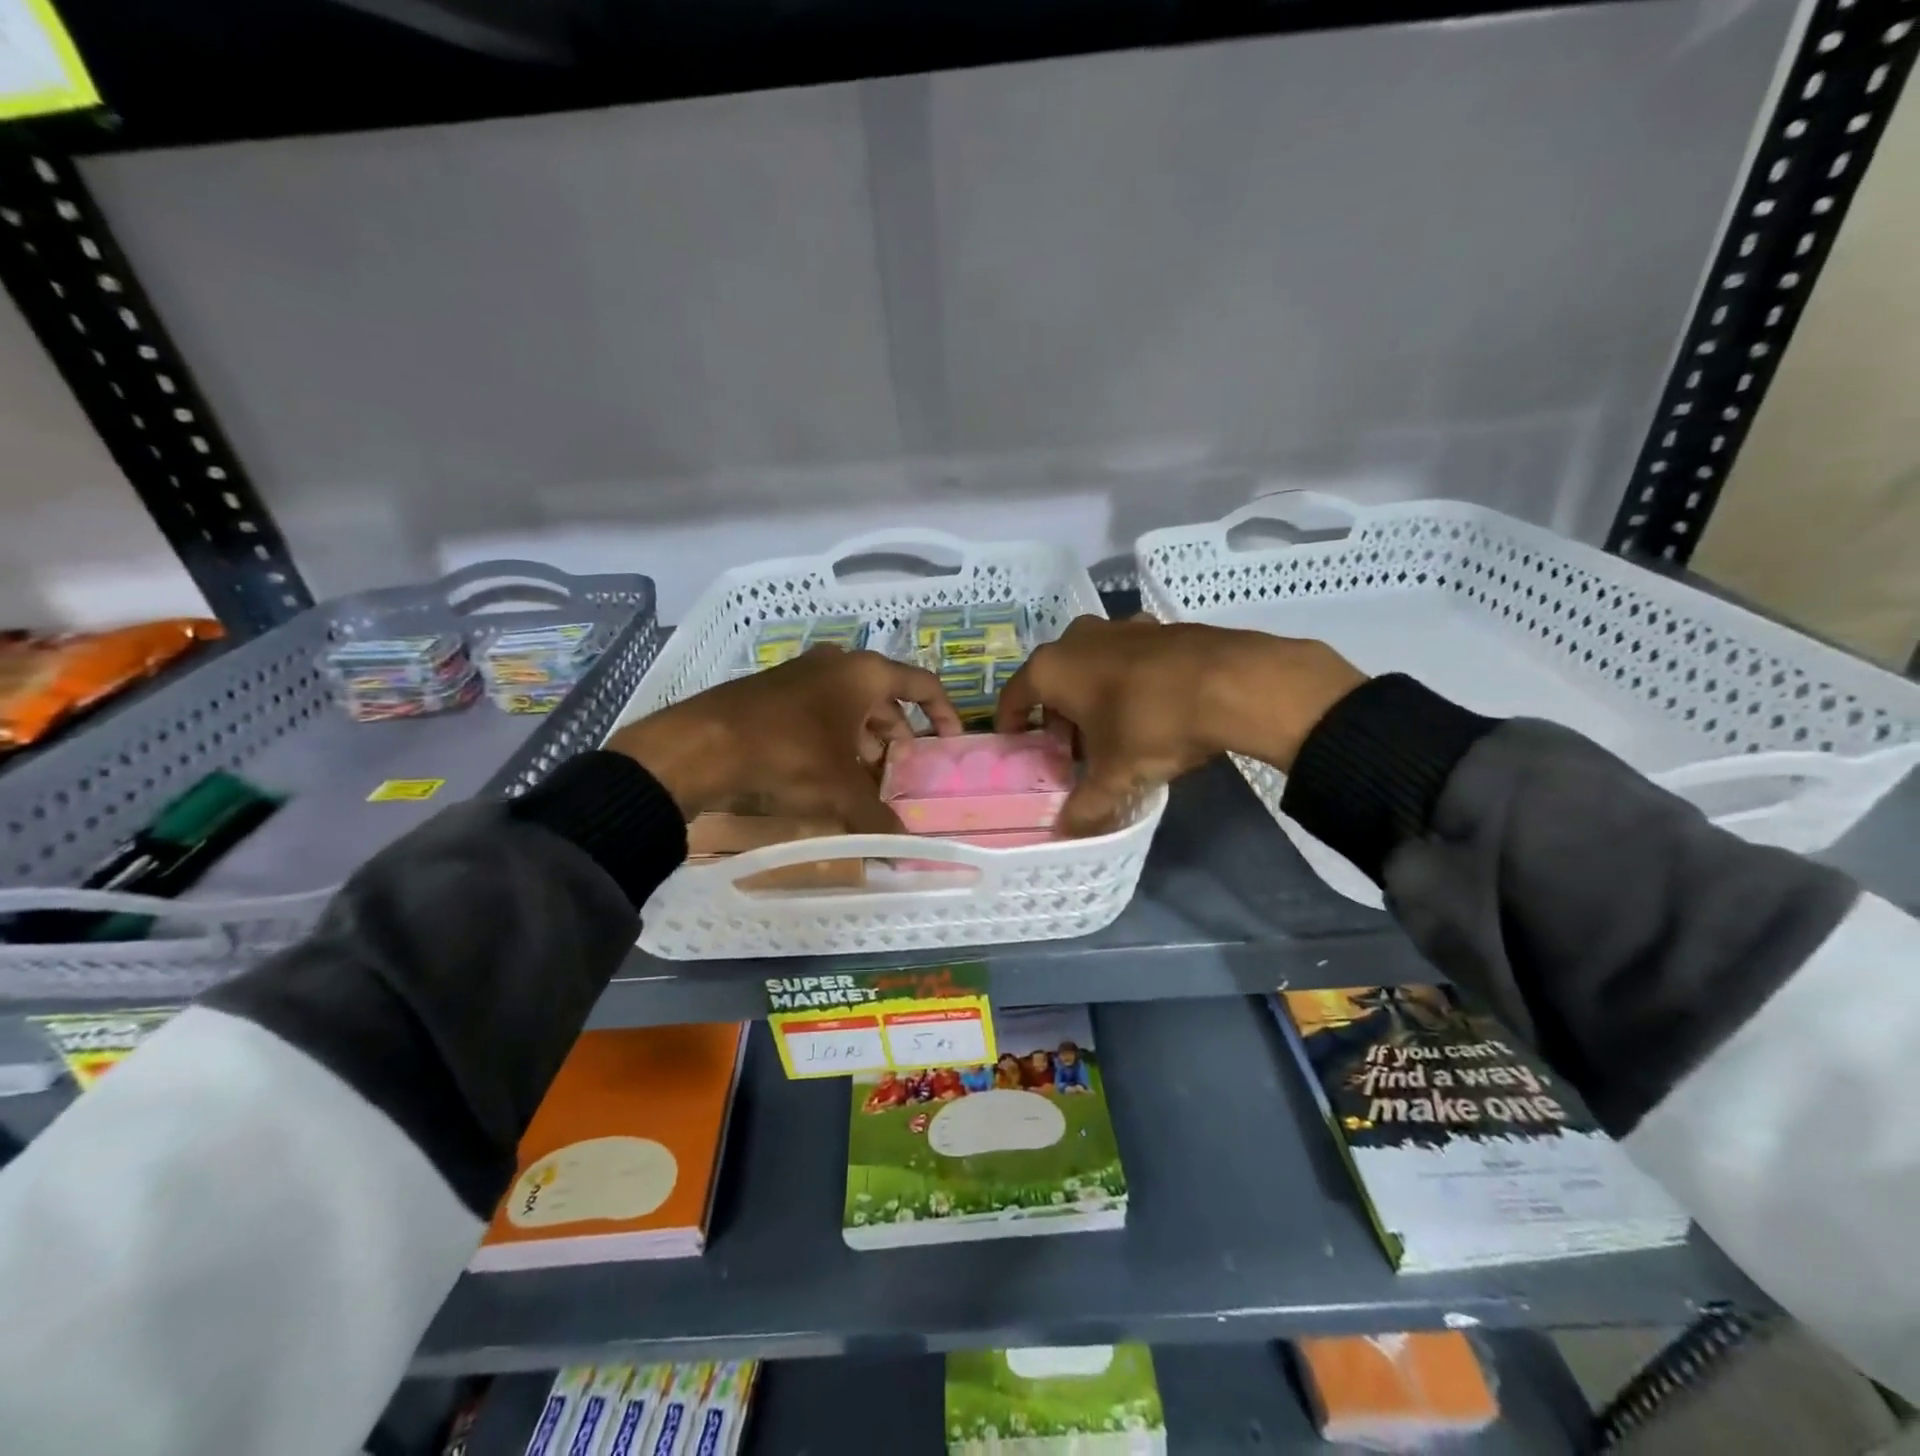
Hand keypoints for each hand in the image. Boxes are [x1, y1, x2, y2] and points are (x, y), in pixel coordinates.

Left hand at [606, 645, 962, 830]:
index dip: (943, 712)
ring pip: (850, 707)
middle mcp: (836, 665)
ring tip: (867, 779)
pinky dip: (835, 739)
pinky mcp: (774, 692)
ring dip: (865, 741)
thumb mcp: (839, 790)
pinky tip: (828, 774)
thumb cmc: (787, 753)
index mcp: (863, 673)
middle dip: (898, 735)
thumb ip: (878, 819)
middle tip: (903, 771)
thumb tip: (906, 855)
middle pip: (885, 698)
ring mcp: (802, 675)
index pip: (921, 684)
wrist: (701, 744)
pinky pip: (820, 712)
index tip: (950, 742)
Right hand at [994, 615, 1365, 834]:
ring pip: (1090, 668)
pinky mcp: (1156, 627)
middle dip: (1056, 718)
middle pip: (1053, 682)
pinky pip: (1125, 659)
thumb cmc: (1151, 724)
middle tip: (1068, 752)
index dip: (1011, 726)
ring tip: (1108, 735)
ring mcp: (1119, 627)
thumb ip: (1085, 805)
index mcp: (1052, 668)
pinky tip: (1147, 710)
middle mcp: (1077, 639)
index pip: (1013, 697)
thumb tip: (1065, 832)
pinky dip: (1125, 682)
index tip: (1018, 748)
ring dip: (1091, 699)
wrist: (1232, 682)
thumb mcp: (1115, 775)